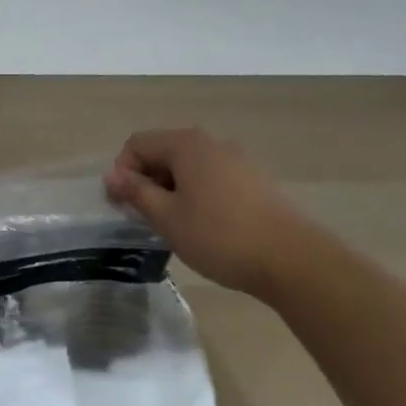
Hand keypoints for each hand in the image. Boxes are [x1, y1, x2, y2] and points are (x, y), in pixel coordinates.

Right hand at [105, 128, 312, 294]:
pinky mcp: (255, 181)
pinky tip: (205, 227)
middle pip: (163, 152)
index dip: (123, 173)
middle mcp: (211, 142)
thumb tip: (112, 175)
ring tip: (175, 225)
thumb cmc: (220, 236)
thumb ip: (136, 192)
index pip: (137, 144)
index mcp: (186, 144)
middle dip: (147, 181)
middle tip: (146, 218)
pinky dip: (197, 195)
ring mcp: (237, 160)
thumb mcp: (167, 218)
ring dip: (172, 190)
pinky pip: (212, 178)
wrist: (294, 262)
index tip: (123, 206)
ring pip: (188, 167)